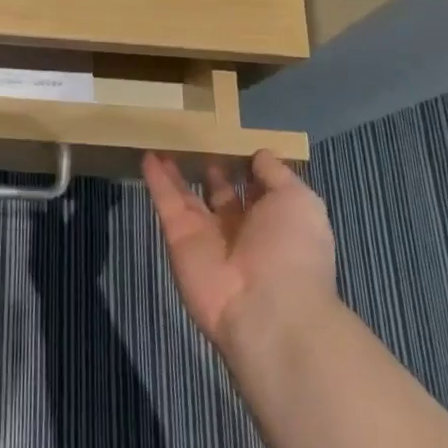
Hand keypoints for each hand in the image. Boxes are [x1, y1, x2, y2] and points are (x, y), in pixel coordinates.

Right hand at [142, 150, 337, 356]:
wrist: (266, 309)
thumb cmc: (292, 250)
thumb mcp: (299, 201)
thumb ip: (276, 175)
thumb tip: (259, 153)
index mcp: (275, 222)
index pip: (258, 189)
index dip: (247, 165)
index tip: (233, 138)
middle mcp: (241, 229)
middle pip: (221, 193)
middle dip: (212, 169)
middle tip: (196, 139)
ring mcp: (207, 234)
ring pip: (189, 196)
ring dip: (178, 172)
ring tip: (166, 142)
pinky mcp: (178, 238)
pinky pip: (166, 203)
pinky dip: (156, 180)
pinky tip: (147, 155)